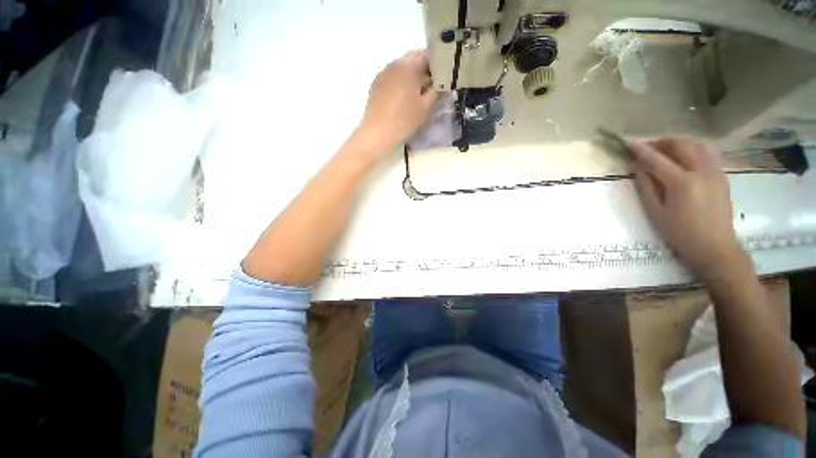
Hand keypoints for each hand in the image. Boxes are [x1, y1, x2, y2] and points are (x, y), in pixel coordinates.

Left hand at [357, 50, 439, 154]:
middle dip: (423, 70)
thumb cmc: (404, 119)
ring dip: (411, 77)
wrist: (378, 133)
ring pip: (401, 69)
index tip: (442, 77)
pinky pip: (392, 78)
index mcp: (408, 65)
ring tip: (417, 94)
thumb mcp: (426, 107)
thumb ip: (436, 92)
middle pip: (412, 60)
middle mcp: (393, 64)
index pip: (426, 55)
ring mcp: (382, 74)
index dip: (436, 64)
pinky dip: (400, 83)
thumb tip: (441, 84)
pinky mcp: (375, 86)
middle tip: (432, 86)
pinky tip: (403, 99)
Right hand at [630, 138, 743, 279]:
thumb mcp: (656, 212)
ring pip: (697, 146)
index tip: (628, 142)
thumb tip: (638, 167)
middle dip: (662, 142)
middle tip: (647, 147)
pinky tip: (682, 161)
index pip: (657, 159)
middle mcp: (702, 172)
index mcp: (682, 183)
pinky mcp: (722, 177)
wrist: (715, 248)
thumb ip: (646, 187)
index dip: (641, 150)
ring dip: (678, 144)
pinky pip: (706, 155)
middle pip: (681, 145)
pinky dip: (691, 152)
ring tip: (664, 151)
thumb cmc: (680, 233)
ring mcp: (715, 173)